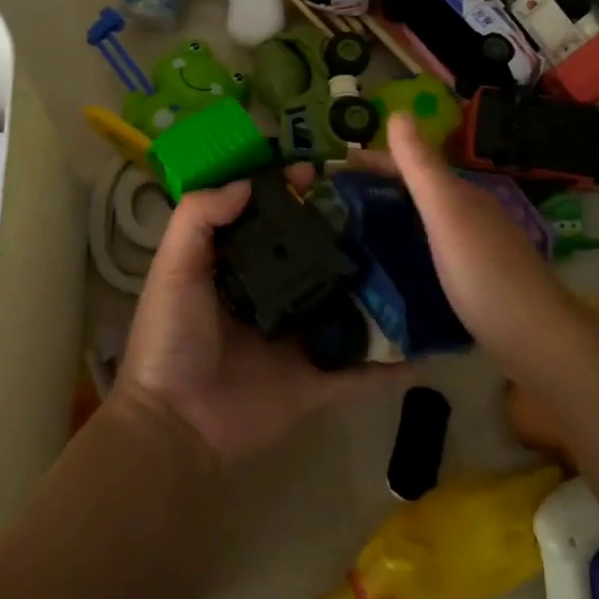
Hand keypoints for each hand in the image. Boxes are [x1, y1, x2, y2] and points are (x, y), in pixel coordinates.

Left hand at [113, 178, 399, 464]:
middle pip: (317, 259)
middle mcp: (275, 299)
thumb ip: (199, 219)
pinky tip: (427, 340)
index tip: (322, 173)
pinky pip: (362, 371)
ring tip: (418, 261)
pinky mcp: (318, 382)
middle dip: (346, 235)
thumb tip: (247, 183)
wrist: (175, 425)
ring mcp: (301, 342)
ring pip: (347, 309)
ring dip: (377, 291)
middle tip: (384, 209)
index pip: (272, 222)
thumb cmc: (171, 339)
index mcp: (240, 270)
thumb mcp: (174, 269)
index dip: (293, 195)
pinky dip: (392, 362)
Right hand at [350, 114, 584, 372]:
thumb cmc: (484, 271)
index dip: (374, 161)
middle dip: (379, 189)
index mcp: (461, 195)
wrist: (533, 336)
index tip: (333, 168)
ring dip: (392, 218)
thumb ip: (423, 167)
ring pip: (426, 222)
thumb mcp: (447, 213)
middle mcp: (470, 215)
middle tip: (333, 203)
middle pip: (418, 192)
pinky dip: (407, 248)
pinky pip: (431, 251)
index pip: (411, 165)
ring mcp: (475, 248)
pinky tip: (390, 268)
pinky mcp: (474, 280)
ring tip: (352, 232)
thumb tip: (399, 112)